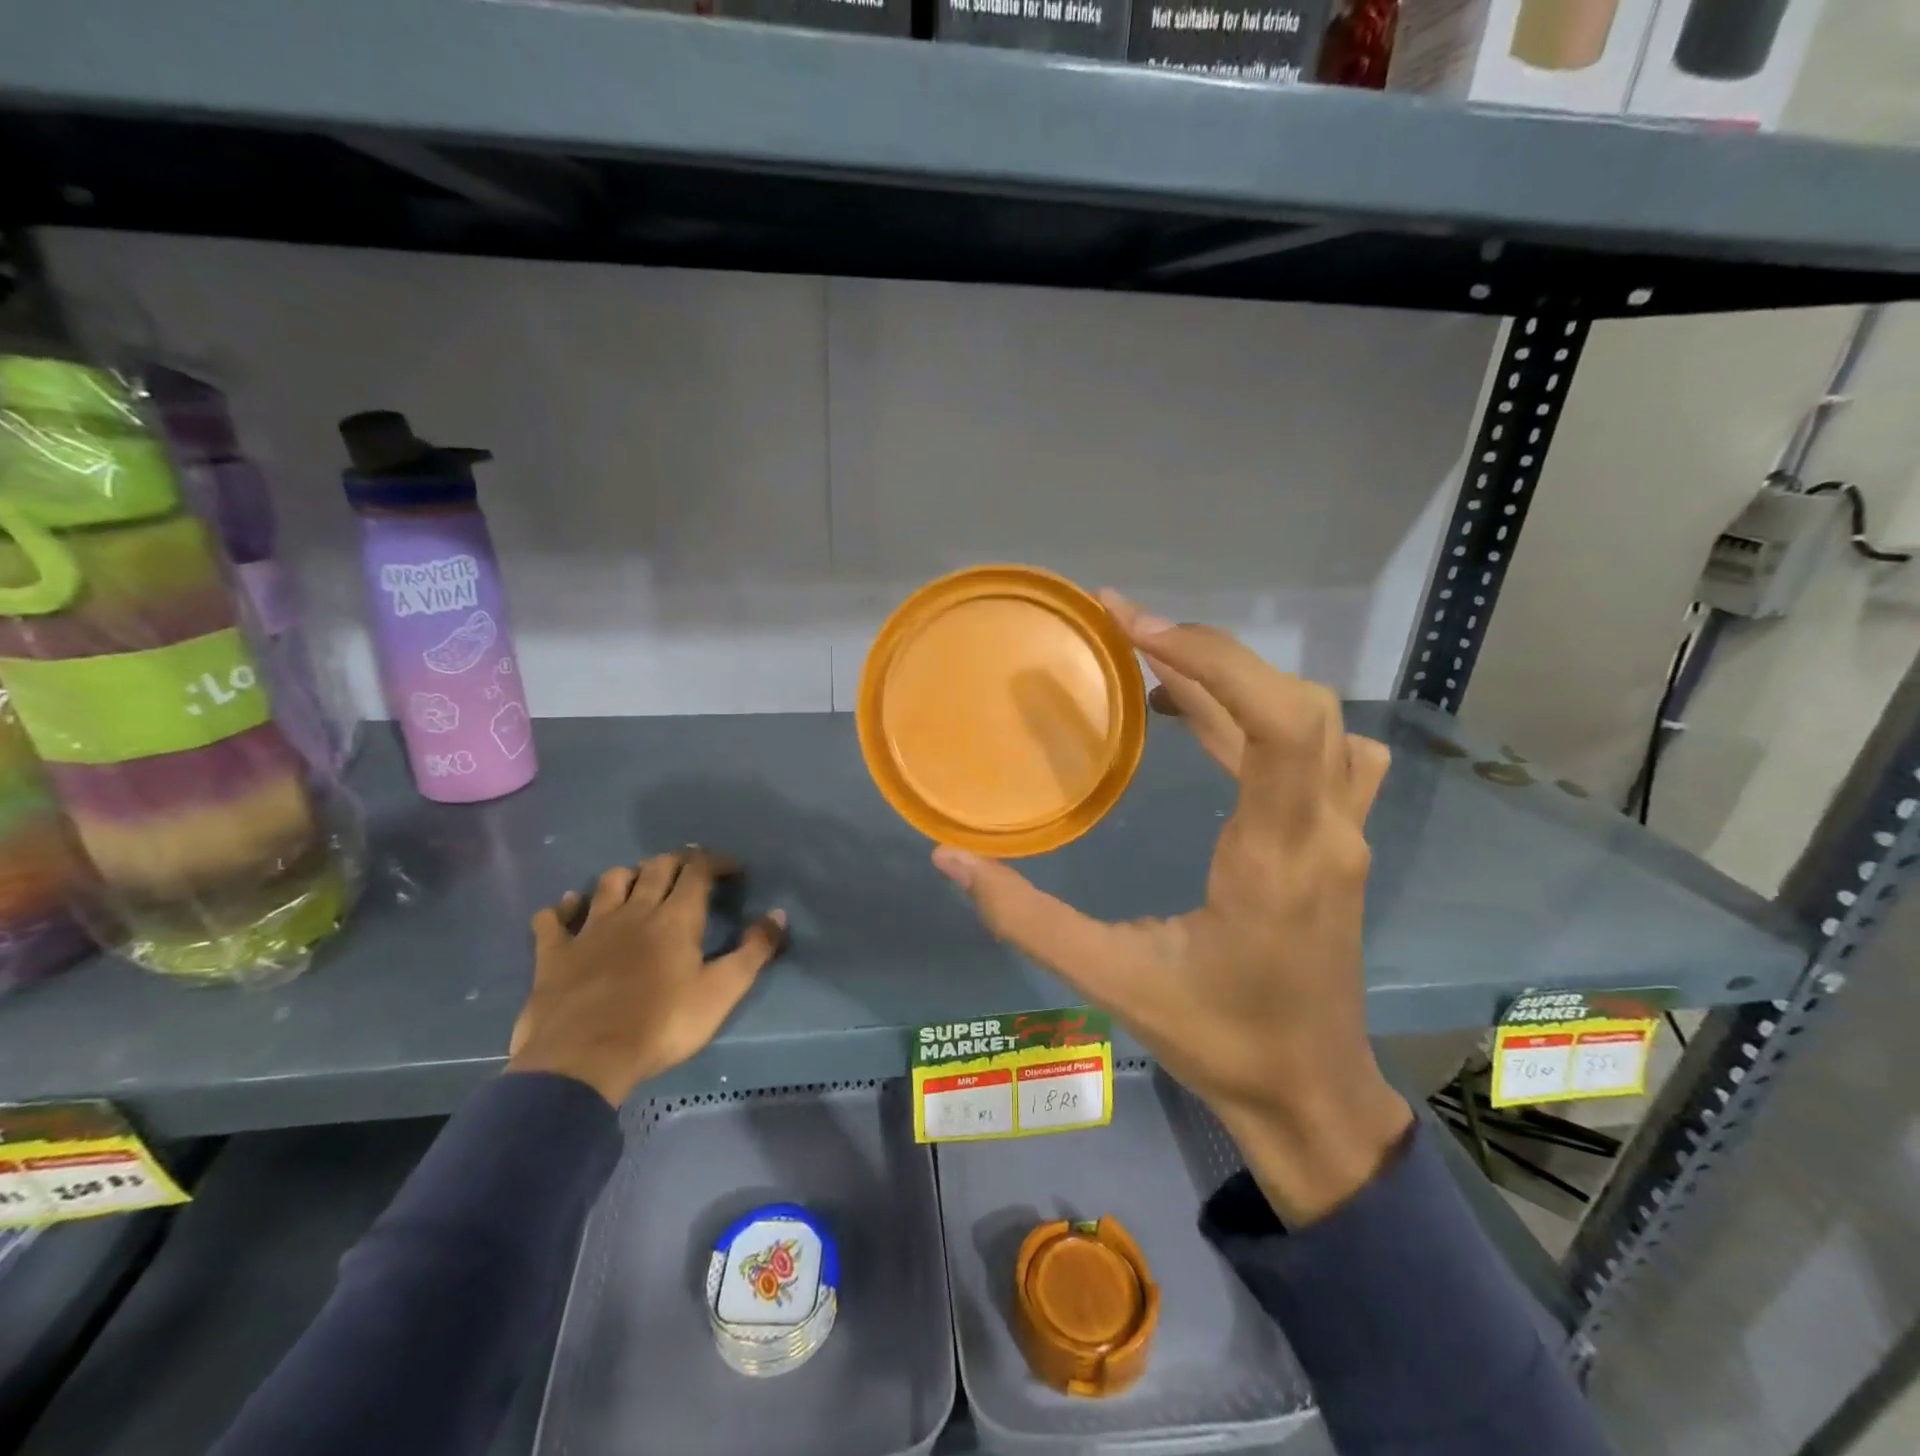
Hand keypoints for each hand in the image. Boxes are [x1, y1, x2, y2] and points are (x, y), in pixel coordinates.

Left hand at [509, 849, 786, 1106]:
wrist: (583, 1059)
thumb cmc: (662, 1024)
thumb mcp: (722, 992)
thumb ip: (754, 951)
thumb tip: (778, 914)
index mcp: (676, 917)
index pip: (698, 870)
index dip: (716, 862)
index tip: (732, 868)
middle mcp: (634, 910)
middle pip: (656, 868)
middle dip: (677, 862)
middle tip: (690, 871)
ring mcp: (590, 928)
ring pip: (609, 882)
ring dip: (628, 876)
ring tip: (638, 884)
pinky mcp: (555, 953)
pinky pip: (552, 918)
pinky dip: (563, 907)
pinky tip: (568, 907)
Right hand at [933, 593, 1411, 1224]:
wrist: (1311, 1098)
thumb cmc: (1218, 1040)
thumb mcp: (1111, 981)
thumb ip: (1026, 919)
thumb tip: (949, 859)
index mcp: (1274, 859)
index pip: (1277, 725)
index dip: (1212, 660)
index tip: (1135, 630)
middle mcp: (1324, 834)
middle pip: (1299, 706)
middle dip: (1213, 655)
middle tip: (1128, 631)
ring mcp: (1343, 836)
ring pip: (1318, 723)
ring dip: (1241, 683)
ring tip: (1159, 671)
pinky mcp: (1338, 843)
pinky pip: (1320, 752)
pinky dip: (1266, 715)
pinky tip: (1212, 725)